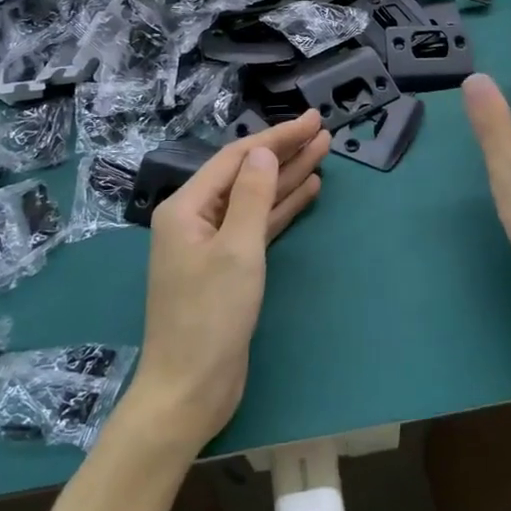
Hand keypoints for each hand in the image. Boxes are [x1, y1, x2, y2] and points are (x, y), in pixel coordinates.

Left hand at [131, 110, 329, 452]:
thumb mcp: (236, 250)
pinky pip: (258, 226)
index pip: (237, 159)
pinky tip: (308, 191)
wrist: (190, 389)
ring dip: (288, 178)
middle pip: (246, 175)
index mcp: (186, 208)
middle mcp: (195, 219)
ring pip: (256, 200)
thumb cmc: (210, 317)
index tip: (312, 121)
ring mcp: (212, 244)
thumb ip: (252, 196)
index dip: (276, 138)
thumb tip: (263, 153)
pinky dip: (282, 209)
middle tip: (324, 132)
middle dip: (285, 153)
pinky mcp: (229, 268)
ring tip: (324, 153)